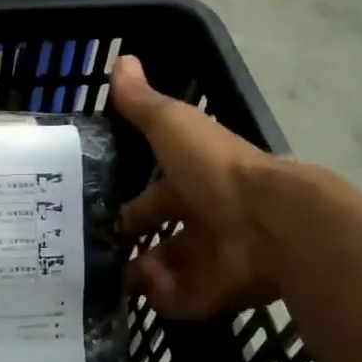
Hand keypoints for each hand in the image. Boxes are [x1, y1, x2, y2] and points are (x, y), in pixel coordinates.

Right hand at [110, 55, 284, 317]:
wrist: (267, 222)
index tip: (95, 217)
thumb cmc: (214, 169)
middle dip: (129, 247)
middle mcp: (202, 221)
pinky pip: (177, 300)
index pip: (153, 199)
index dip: (128, 208)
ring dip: (139, 274)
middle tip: (94, 255)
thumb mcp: (172, 126)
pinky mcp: (213, 293)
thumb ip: (142, 103)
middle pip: (159, 239)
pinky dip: (160, 295)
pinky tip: (149, 285)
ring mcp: (209, 259)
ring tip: (115, 275)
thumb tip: (121, 60)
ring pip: (164, 272)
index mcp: (192, 183)